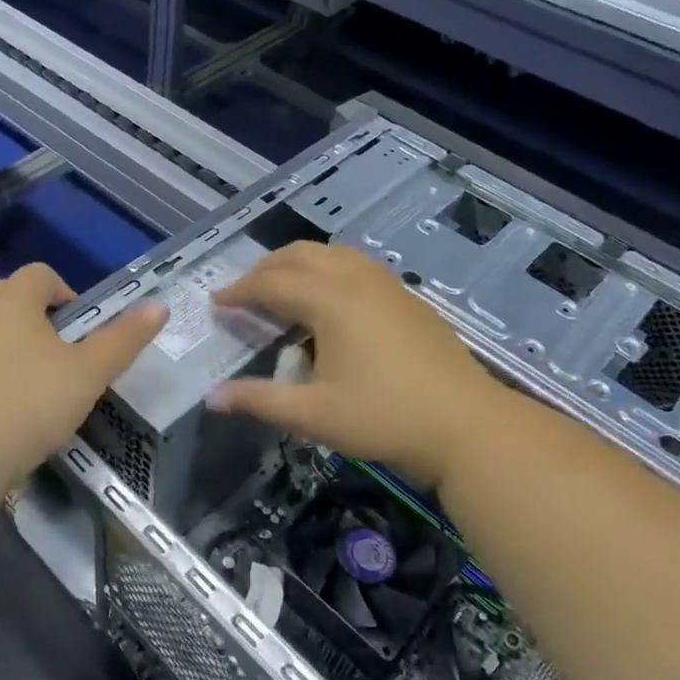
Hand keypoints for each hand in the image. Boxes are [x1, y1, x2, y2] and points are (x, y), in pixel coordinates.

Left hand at [0, 263, 165, 490]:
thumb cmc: (25, 407)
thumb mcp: (87, 376)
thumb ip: (123, 339)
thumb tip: (159, 306)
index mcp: (10, 298)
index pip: (43, 275)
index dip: (67, 297)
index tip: (79, 336)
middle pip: (11, 304)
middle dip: (37, 329)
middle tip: (58, 373)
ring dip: (4, 354)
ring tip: (22, 401)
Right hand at [209, 243, 494, 488]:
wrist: (469, 426)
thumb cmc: (385, 418)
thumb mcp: (313, 415)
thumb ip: (258, 400)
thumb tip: (210, 397)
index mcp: (330, 300)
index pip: (271, 284)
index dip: (239, 292)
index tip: (216, 304)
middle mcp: (356, 279)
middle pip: (300, 255)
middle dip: (265, 269)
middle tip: (244, 294)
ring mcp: (387, 285)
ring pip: (332, 254)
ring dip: (299, 264)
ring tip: (283, 291)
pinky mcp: (407, 298)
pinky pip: (356, 265)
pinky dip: (328, 271)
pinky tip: (331, 303)